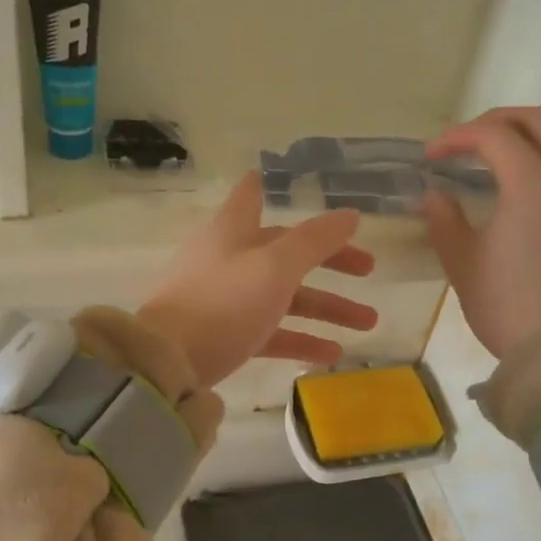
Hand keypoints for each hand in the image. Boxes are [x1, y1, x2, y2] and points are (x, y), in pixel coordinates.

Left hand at [140, 172, 377, 387]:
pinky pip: (271, 333)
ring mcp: (227, 302)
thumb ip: (315, 241)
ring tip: (368, 322)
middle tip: (369, 269)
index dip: (263, 188)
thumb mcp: (276, 267)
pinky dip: (300, 340)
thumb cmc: (225, 302)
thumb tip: (350, 214)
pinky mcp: (227, 338)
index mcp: (233, 232)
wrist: (171, 362)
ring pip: (285, 298)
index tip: (273, 178)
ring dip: (326, 308)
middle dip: (329, 261)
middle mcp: (229, 261)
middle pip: (284, 253)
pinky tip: (332, 354)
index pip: (249, 199)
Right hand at [420, 107, 540, 361]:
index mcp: (531, 182)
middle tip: (463, 141)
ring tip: (493, 155)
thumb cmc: (504, 303)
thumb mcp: (461, 260)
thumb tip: (435, 194)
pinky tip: (520, 184)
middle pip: (536, 121)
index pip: (493, 135)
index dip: (456, 137)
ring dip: (524, 135)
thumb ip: (443, 218)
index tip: (430, 157)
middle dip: (495, 122)